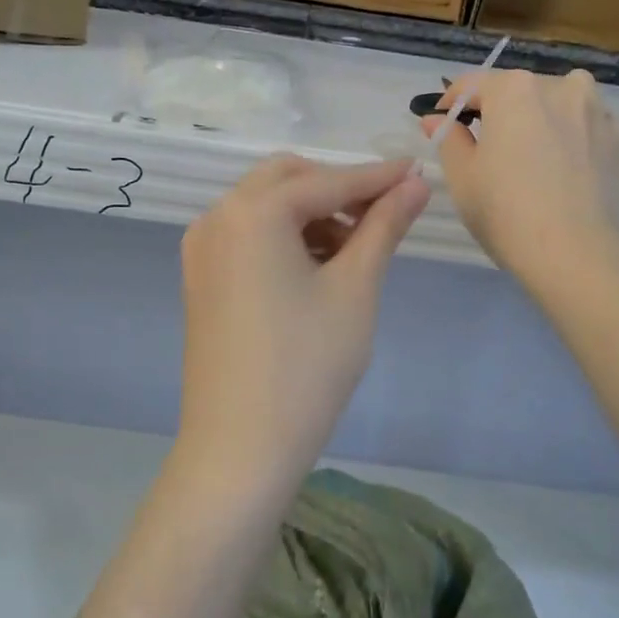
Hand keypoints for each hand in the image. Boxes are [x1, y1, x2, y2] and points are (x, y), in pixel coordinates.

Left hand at [177, 155, 428, 477]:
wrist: (240, 446)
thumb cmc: (307, 366)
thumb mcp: (355, 289)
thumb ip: (384, 226)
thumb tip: (416, 184)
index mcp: (253, 212)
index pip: (328, 181)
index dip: (377, 177)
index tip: (418, 171)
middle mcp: (217, 217)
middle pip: (287, 180)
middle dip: (338, 189)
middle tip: (383, 214)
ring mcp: (202, 248)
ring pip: (265, 207)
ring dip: (311, 213)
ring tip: (355, 250)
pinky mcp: (200, 278)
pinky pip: (247, 236)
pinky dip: (284, 237)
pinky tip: (317, 268)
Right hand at [423, 69, 618, 283]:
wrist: (577, 254)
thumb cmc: (506, 212)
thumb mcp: (462, 176)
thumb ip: (448, 138)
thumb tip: (437, 119)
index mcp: (514, 89)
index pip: (472, 85)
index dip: (451, 103)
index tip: (442, 124)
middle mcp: (559, 85)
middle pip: (516, 91)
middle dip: (497, 112)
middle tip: (483, 148)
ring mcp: (596, 109)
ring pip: (555, 103)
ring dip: (537, 119)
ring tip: (528, 156)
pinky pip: (583, 125)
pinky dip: (568, 136)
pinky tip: (561, 168)